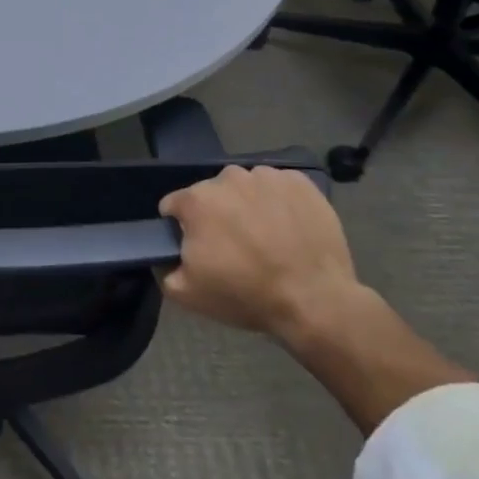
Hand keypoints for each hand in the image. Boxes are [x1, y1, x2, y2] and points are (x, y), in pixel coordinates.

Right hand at [158, 166, 360, 342]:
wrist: (316, 301)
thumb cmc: (246, 294)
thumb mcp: (187, 294)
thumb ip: (163, 269)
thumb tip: (164, 256)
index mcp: (196, 200)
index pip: (174, 206)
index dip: (182, 229)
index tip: (199, 250)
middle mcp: (228, 178)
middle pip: (211, 194)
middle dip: (216, 216)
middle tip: (235, 248)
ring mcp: (266, 177)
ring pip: (244, 188)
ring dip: (247, 206)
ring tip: (265, 238)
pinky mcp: (300, 182)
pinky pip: (278, 186)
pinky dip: (278, 202)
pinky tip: (288, 228)